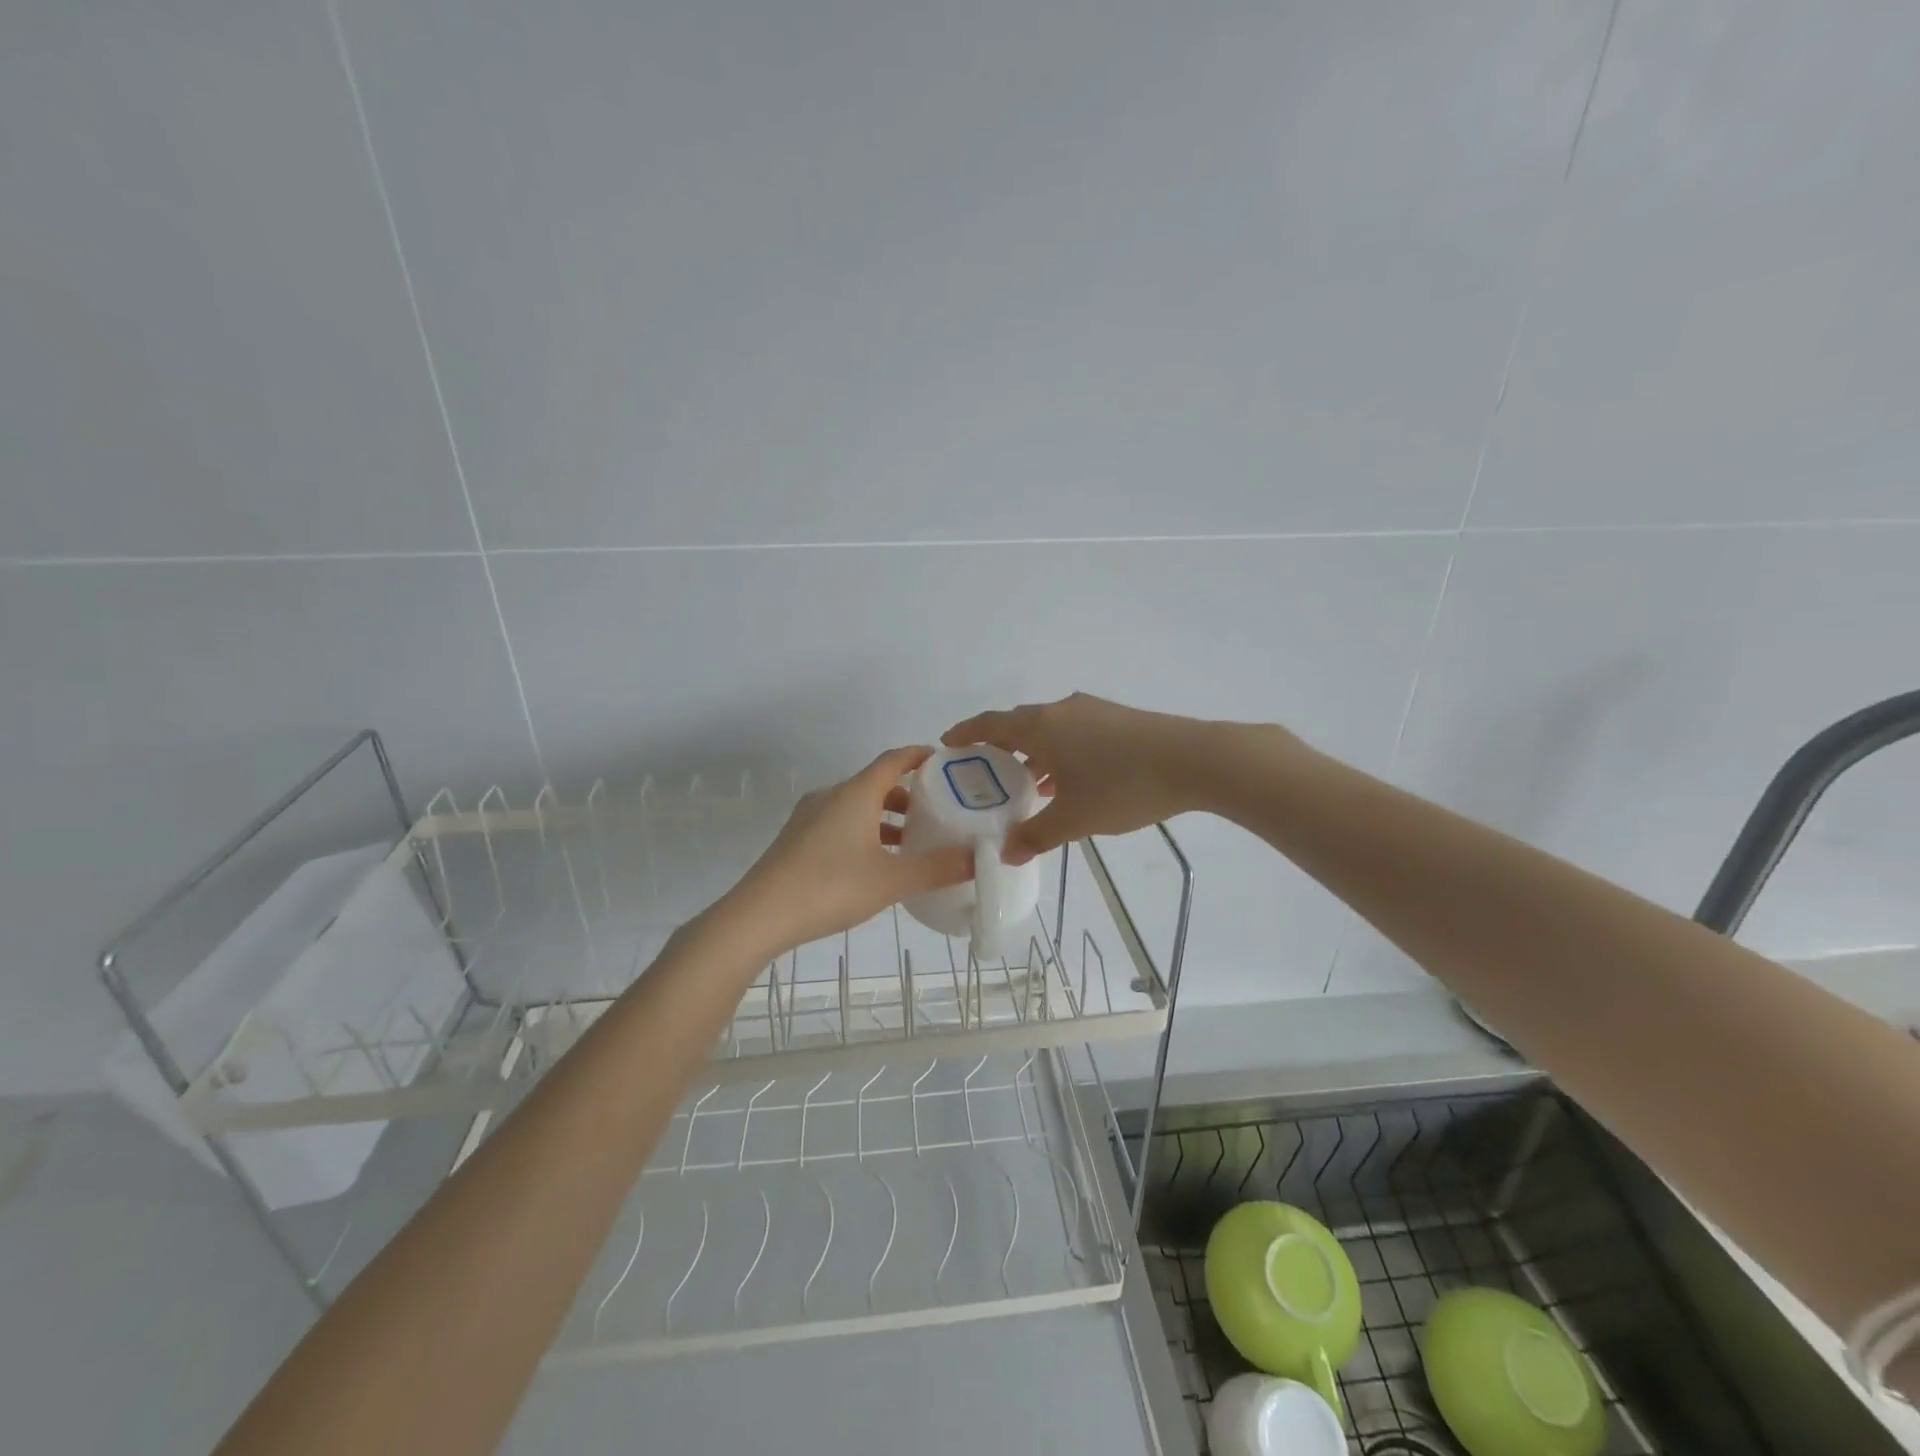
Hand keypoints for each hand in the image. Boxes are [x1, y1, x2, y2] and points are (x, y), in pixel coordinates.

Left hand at [718, 746, 973, 956]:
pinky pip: (839, 823)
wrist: (758, 915)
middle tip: (937, 812)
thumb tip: (977, 858)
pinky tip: (875, 863)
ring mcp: (809, 818)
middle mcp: (831, 796)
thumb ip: (936, 868)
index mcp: (855, 794)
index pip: (893, 760)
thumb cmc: (830, 887)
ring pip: (856, 807)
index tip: (944, 761)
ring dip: (885, 818)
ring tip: (911, 842)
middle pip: (875, 784)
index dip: (919, 756)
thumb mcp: (891, 881)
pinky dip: (864, 832)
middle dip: (908, 795)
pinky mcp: (797, 840)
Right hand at [943, 693, 1224, 864]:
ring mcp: (1092, 712)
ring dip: (1032, 754)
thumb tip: (1005, 853)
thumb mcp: (1075, 818)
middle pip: (1018, 724)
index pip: (990, 724)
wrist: (1196, 760)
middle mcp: (1061, 711)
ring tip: (1025, 787)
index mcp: (1041, 727)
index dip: (965, 733)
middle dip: (998, 748)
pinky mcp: (1118, 719)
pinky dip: (1059, 753)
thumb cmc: (1123, 786)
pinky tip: (1069, 782)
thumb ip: (1035, 835)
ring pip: (1048, 730)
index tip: (946, 745)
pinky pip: (1073, 733)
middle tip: (984, 776)